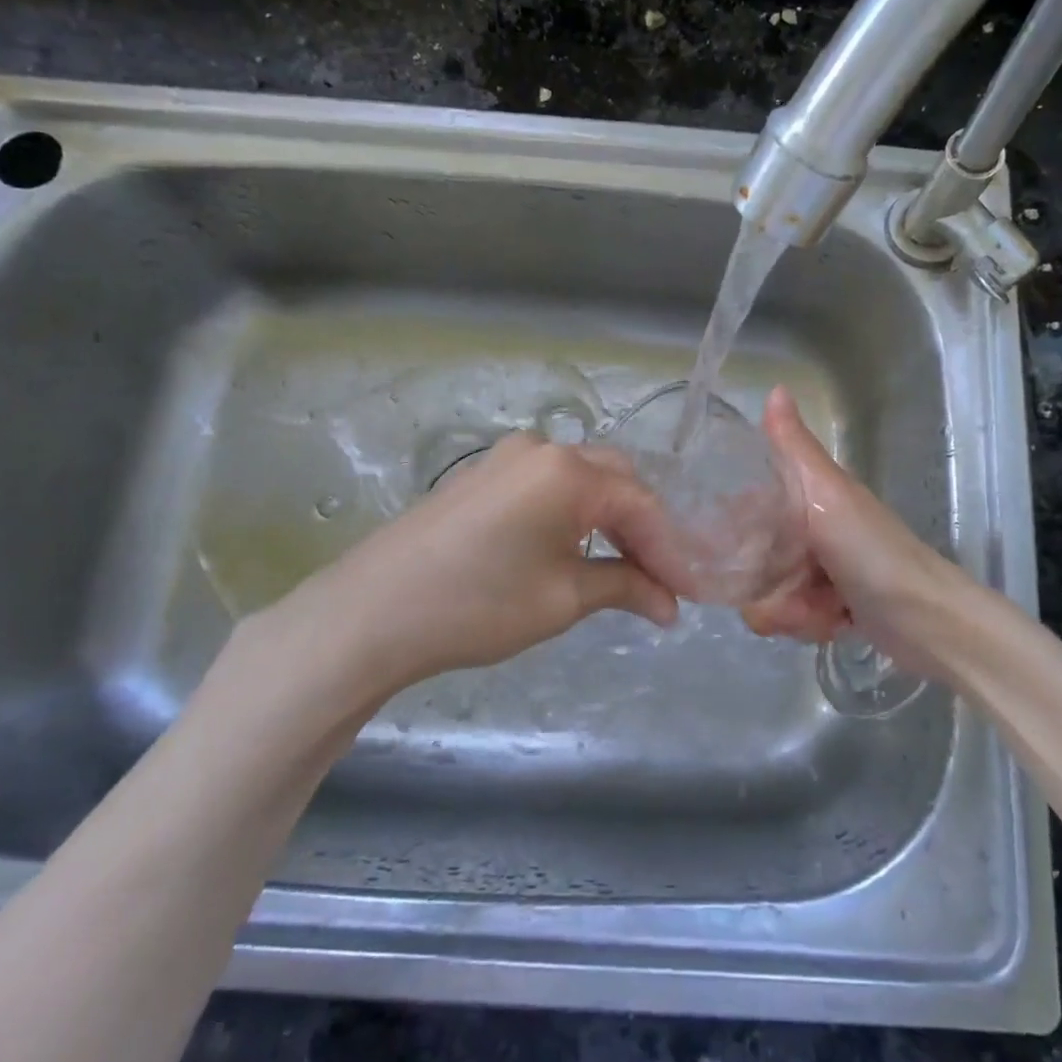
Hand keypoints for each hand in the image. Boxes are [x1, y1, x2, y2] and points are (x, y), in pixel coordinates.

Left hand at [231, 435, 685, 737]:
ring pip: (583, 479)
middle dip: (645, 528)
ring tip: (628, 568)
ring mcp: (507, 458)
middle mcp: (543, 449)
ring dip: (611, 519)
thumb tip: (668, 603)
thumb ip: (625, 587)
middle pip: (617, 480)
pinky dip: (575, 514)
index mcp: (568, 471)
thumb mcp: (563, 599)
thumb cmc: (478, 604)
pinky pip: (548, 485)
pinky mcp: (483, 475)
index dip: (670, 550)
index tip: (689, 592)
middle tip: (663, 577)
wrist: (371, 613)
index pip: (642, 505)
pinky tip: (579, 548)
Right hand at [741, 387, 972, 655]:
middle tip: (796, 589)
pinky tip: (834, 624)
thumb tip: (775, 388)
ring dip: (791, 610)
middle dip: (766, 584)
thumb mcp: (828, 495)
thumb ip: (794, 449)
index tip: (730, 549)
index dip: (734, 528)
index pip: (748, 506)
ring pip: (768, 594)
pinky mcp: (829, 607)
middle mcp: (808, 530)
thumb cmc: (872, 552)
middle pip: (752, 558)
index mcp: (807, 496)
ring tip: (823, 609)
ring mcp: (818, 571)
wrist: (928, 621)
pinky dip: (809, 625)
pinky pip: (791, 618)